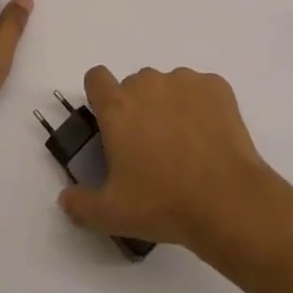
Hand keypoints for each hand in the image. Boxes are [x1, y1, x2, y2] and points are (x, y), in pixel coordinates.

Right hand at [57, 66, 286, 255]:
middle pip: (135, 85)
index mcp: (118, 106)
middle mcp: (147, 83)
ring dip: (170, 106)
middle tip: (151, 148)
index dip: (100, 96)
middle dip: (138, 108)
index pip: (96, 77)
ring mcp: (184, 80)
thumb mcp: (113, 215)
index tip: (110, 122)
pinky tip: (210, 139)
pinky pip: (201, 89)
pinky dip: (202, 107)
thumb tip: (65, 198)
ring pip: (168, 86)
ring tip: (186, 146)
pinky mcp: (215, 85)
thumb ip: (81, 204)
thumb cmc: (163, 204)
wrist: (227, 200)